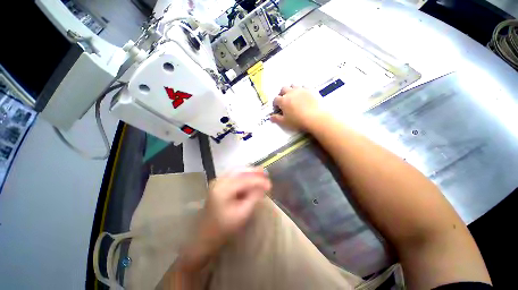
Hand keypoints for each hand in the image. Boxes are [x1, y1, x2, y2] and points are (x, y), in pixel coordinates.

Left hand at [198, 167, 271, 249]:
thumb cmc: (224, 227)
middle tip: (266, 173)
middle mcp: (219, 181)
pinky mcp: (219, 183)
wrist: (205, 235)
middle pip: (239, 171)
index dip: (259, 181)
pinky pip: (233, 174)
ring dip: (249, 172)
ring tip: (261, 173)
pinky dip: (243, 174)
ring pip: (236, 171)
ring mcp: (217, 181)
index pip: (245, 180)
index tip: (270, 185)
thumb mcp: (242, 213)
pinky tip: (250, 176)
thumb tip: (264, 186)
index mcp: (223, 189)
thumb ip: (253, 197)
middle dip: (254, 172)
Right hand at [270, 85, 325, 130]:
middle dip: (282, 94)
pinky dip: (302, 90)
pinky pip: (304, 86)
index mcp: (283, 100)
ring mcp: (301, 90)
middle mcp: (290, 92)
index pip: (275, 99)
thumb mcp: (285, 122)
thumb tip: (270, 117)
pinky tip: (304, 95)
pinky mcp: (310, 89)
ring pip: (293, 85)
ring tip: (294, 97)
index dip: (275, 104)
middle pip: (283, 89)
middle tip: (284, 101)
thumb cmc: (298, 121)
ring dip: (291, 90)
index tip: (277, 108)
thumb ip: (276, 119)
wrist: (316, 117)